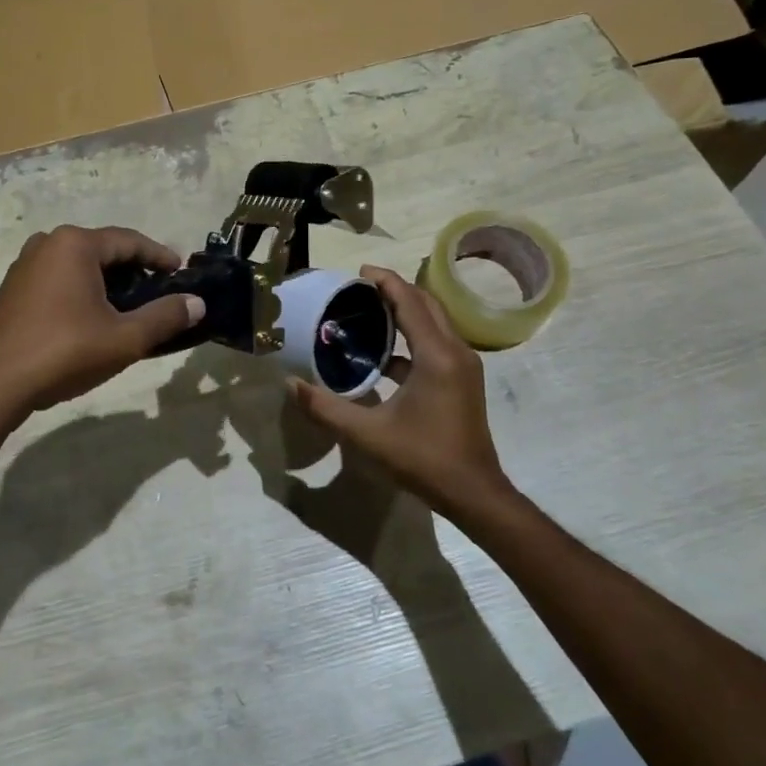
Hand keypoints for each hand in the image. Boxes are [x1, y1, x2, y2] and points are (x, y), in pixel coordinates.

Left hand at [0, 225, 204, 424]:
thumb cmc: (62, 354)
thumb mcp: (124, 339)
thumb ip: (165, 317)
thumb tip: (197, 303)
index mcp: (74, 244)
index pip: (130, 241)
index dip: (160, 256)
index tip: (182, 272)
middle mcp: (47, 244)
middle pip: (104, 251)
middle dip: (135, 271)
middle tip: (160, 294)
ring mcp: (24, 266)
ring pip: (80, 267)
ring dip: (108, 284)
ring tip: (131, 310)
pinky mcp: (12, 290)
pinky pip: (59, 280)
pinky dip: (83, 293)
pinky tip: (93, 320)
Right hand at [287, 266, 513, 518]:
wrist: (474, 494)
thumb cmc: (423, 459)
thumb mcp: (368, 435)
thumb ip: (326, 408)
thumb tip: (291, 384)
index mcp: (436, 355)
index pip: (410, 301)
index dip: (386, 281)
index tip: (359, 271)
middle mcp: (455, 351)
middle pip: (426, 304)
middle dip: (395, 290)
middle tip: (360, 288)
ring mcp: (463, 366)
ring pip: (435, 322)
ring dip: (406, 311)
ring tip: (369, 312)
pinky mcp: (462, 381)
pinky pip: (436, 343)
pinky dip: (412, 337)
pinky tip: (383, 356)